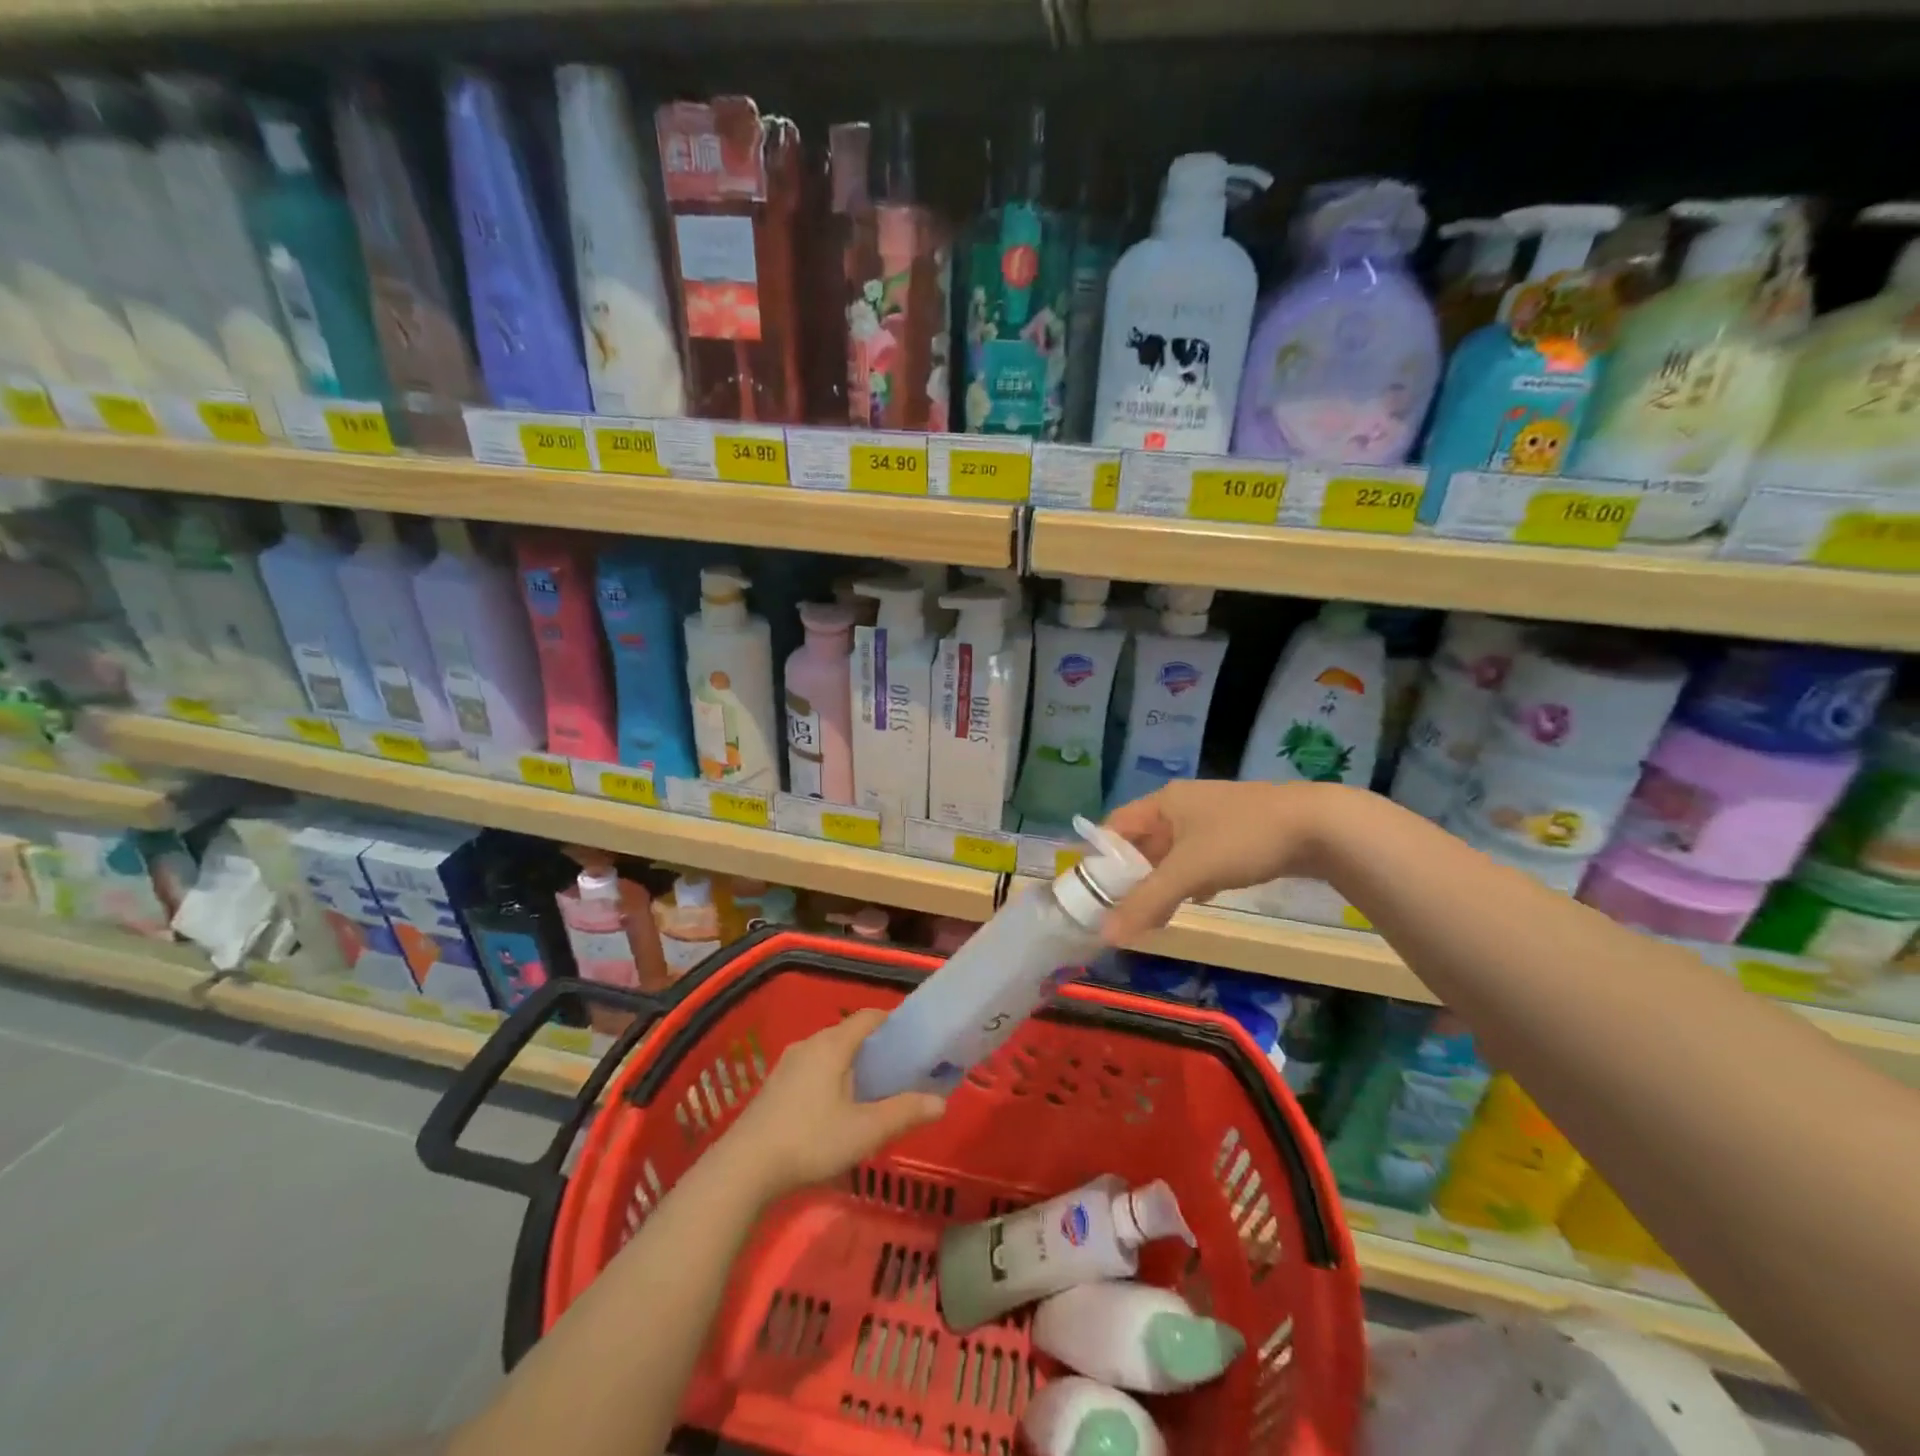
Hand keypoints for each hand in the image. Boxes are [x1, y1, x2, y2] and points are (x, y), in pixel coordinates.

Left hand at [725, 1009, 945, 1198]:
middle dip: (875, 1047)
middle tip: (900, 1070)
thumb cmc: (810, 1140)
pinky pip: (812, 1069)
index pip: (868, 1017)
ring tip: (872, 1092)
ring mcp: (787, 1064)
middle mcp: (809, 1044)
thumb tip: (941, 1102)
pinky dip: (832, 1078)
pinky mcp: (774, 1087)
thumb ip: (904, 1113)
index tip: (914, 1038)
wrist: (743, 1169)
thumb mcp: (865, 1131)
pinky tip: (837, 1109)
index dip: (893, 1022)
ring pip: (829, 1053)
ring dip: (852, 1065)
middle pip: (849, 1034)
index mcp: (832, 1044)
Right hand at [1100, 779, 1345, 941]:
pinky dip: (1193, 878)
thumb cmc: (1243, 839)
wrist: (1320, 826)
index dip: (1101, 855)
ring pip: (1174, 852)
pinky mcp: (1239, 833)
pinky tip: (1198, 899)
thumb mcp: (1190, 872)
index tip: (1092, 890)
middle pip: (1144, 841)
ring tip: (1154, 913)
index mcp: (1164, 802)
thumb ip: (1148, 902)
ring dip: (1163, 880)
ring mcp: (1213, 818)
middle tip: (1122, 909)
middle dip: (1133, 874)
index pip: (1116, 825)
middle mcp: (1184, 804)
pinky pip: (1202, 857)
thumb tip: (1106, 935)